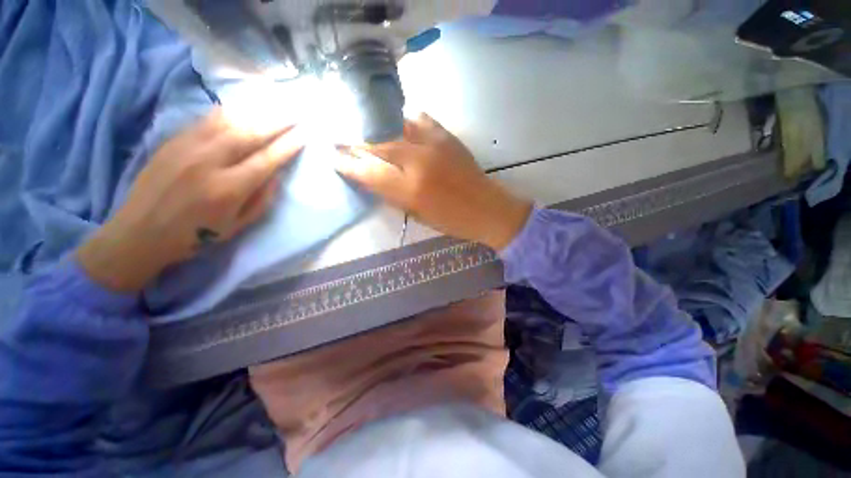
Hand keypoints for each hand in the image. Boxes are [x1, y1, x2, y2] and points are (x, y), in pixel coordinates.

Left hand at [77, 109, 303, 291]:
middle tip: (294, 115)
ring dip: (254, 113)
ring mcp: (186, 148)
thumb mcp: (238, 226)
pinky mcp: (171, 141)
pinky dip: (227, 113)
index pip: (266, 160)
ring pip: (226, 121)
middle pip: (249, 134)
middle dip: (276, 123)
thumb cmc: (195, 236)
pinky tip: (239, 110)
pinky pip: (204, 120)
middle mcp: (208, 163)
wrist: (139, 232)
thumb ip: (262, 199)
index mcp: (228, 189)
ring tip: (272, 108)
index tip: (303, 135)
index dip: (288, 146)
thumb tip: (276, 174)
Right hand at [335, 114, 531, 250]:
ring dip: (377, 129)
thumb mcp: (416, 214)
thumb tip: (370, 177)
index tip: (334, 158)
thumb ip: (392, 194)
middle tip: (342, 139)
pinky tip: (399, 125)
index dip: (348, 164)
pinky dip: (405, 120)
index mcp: (411, 190)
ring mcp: (434, 144)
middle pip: (378, 144)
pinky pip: (419, 119)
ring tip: (366, 130)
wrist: (486, 208)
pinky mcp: (447, 136)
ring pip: (395, 127)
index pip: (369, 172)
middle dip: (357, 142)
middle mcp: (419, 162)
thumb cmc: (451, 220)